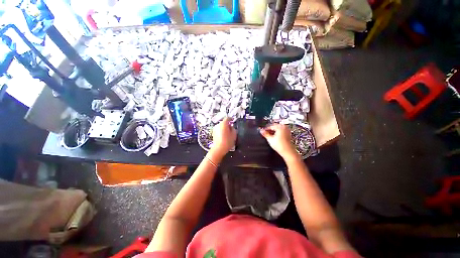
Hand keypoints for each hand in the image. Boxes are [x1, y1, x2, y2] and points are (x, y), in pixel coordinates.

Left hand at [210, 117, 236, 158]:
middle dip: (228, 124)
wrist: (219, 149)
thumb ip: (233, 128)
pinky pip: (219, 130)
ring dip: (224, 128)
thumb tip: (231, 127)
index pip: (227, 118)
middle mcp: (218, 125)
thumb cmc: (227, 141)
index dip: (231, 119)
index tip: (233, 120)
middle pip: (224, 122)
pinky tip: (224, 136)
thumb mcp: (234, 134)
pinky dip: (222, 131)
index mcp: (223, 124)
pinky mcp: (213, 133)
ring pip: (221, 126)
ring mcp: (215, 129)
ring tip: (228, 133)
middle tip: (232, 128)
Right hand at [260, 123, 297, 158]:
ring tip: (269, 135)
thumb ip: (265, 134)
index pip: (271, 126)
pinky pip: (281, 131)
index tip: (262, 131)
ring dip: (273, 131)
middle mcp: (284, 127)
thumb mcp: (270, 139)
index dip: (266, 129)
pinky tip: (274, 137)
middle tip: (265, 133)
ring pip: (278, 129)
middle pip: (275, 127)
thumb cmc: (279, 145)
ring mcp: (287, 130)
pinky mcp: (288, 134)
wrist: (287, 151)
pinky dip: (277, 133)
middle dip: (270, 130)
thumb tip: (261, 130)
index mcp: (280, 127)